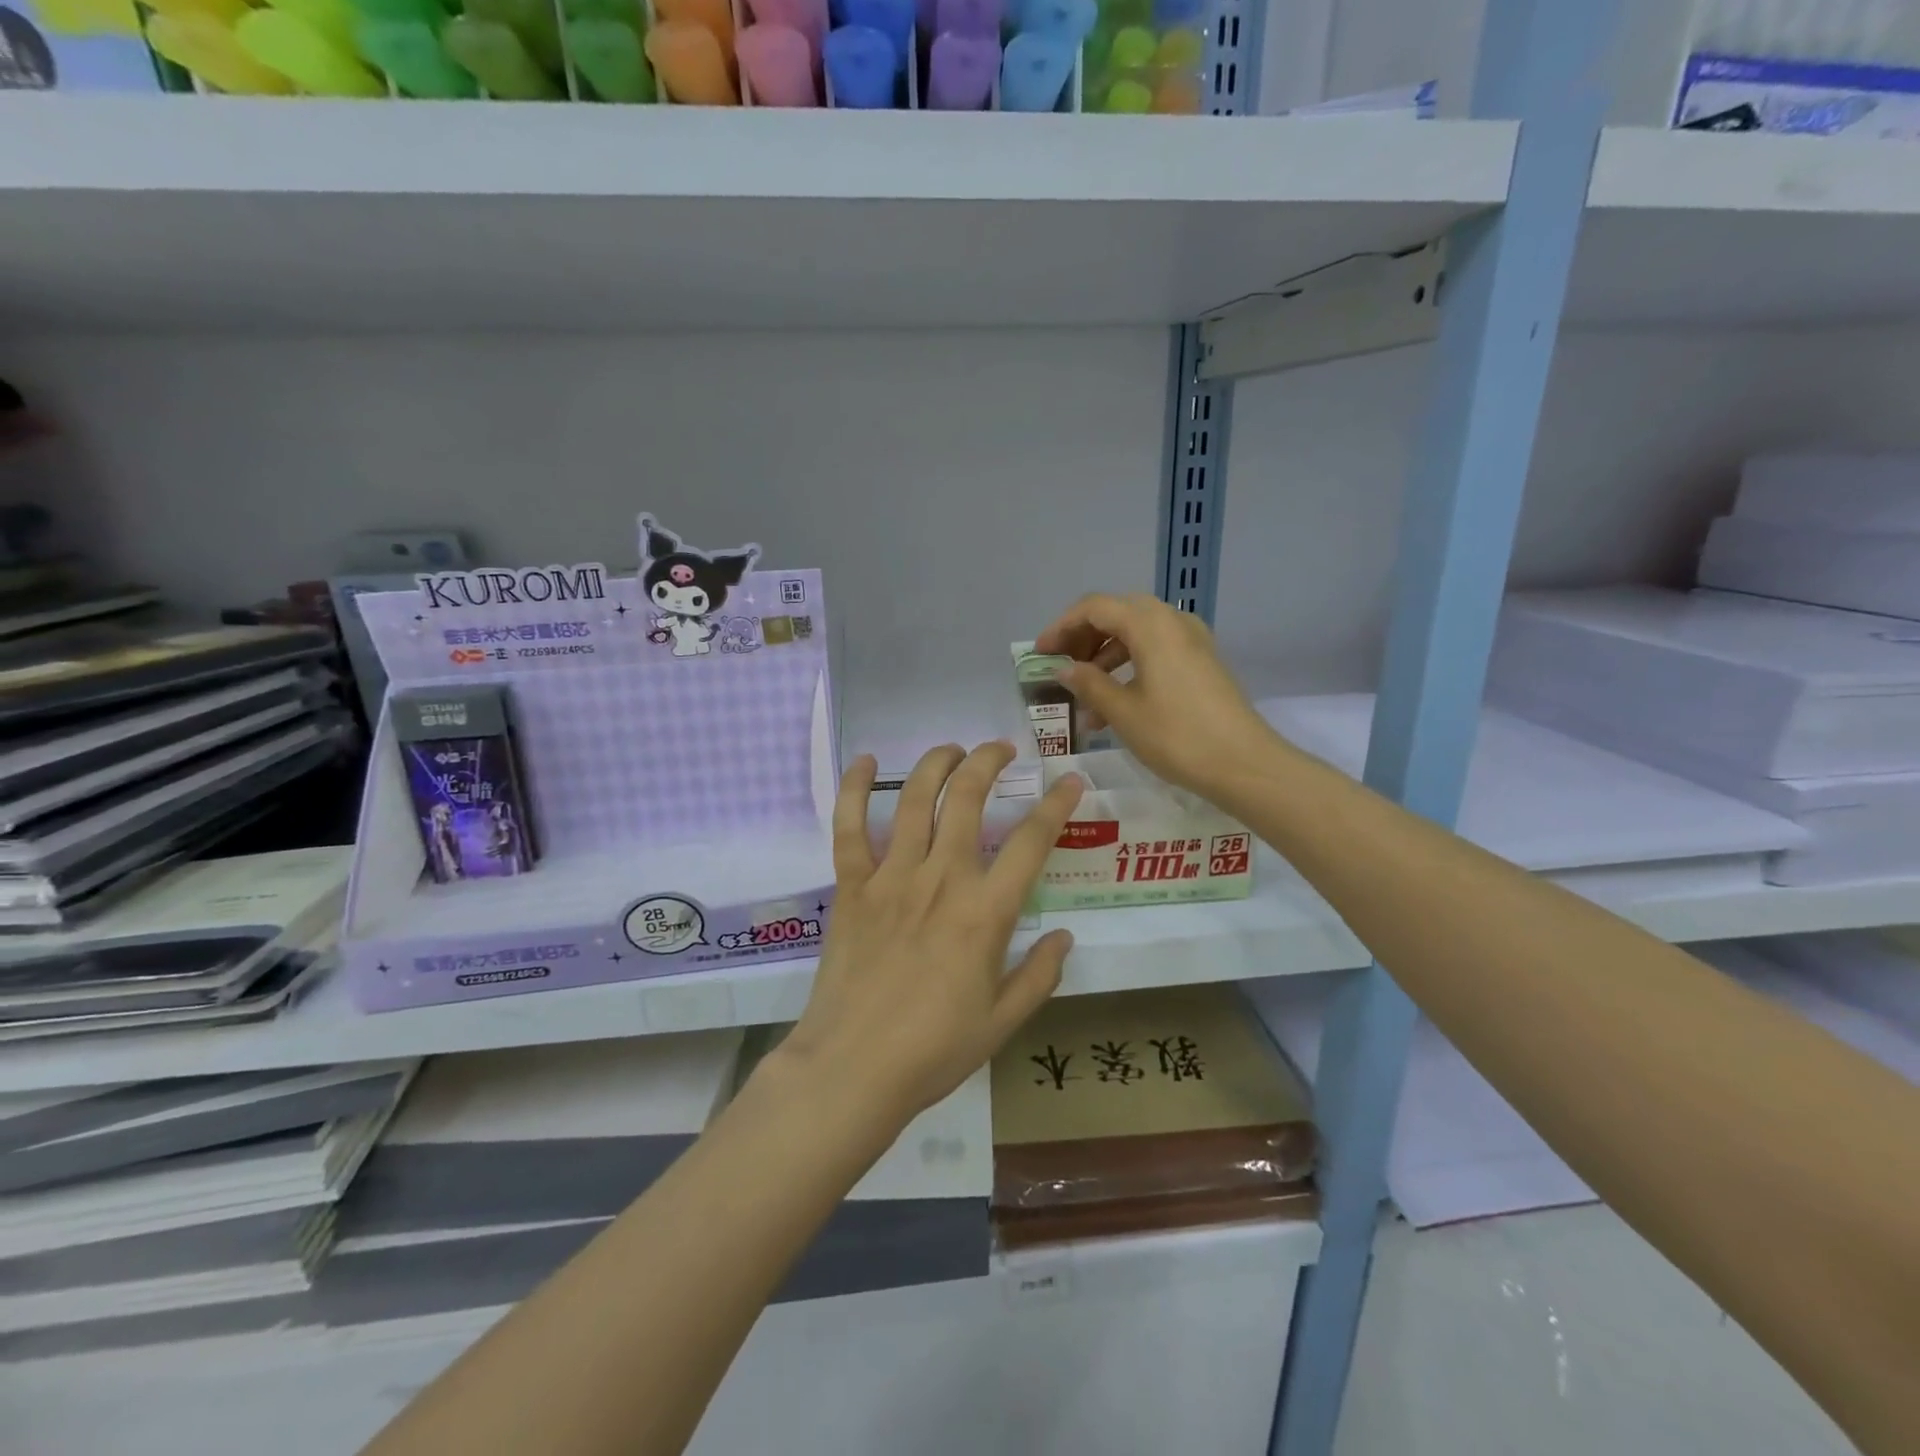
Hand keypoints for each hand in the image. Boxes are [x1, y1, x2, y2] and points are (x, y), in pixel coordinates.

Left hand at [777, 743, 1085, 1126]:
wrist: (853, 1069)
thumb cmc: (934, 1051)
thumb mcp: (1002, 1022)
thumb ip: (1039, 975)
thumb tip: (1064, 936)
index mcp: (985, 912)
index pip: (1031, 842)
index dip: (1055, 804)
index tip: (1069, 780)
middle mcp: (941, 880)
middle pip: (968, 799)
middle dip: (988, 762)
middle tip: (1000, 749)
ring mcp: (892, 877)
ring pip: (916, 800)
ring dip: (936, 764)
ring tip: (952, 750)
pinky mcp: (852, 886)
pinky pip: (849, 827)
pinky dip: (855, 789)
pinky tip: (864, 762)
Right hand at [1035, 592, 1279, 798]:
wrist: (1244, 763)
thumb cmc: (1176, 735)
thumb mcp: (1123, 712)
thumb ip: (1089, 683)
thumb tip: (1064, 669)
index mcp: (1150, 624)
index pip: (1094, 607)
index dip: (1061, 627)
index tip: (1040, 654)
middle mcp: (1172, 620)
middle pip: (1116, 614)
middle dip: (1083, 638)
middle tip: (1061, 666)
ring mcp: (1191, 640)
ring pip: (1136, 633)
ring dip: (1105, 657)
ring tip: (1084, 697)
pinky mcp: (1201, 661)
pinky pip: (1156, 650)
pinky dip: (1129, 666)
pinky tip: (1115, 703)